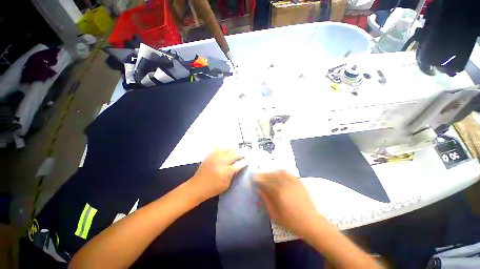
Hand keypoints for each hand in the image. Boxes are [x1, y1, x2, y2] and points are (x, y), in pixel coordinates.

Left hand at [190, 148, 244, 200]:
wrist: (197, 186)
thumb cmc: (213, 188)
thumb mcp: (226, 185)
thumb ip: (233, 175)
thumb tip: (238, 168)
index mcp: (227, 171)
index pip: (239, 164)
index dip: (245, 161)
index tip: (249, 159)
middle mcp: (222, 162)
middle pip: (234, 154)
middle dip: (241, 153)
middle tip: (244, 154)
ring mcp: (215, 157)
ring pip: (227, 148)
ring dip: (233, 149)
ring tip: (236, 150)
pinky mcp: (210, 155)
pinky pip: (218, 147)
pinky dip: (223, 147)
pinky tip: (226, 148)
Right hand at [254, 170, 319, 237]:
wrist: (311, 222)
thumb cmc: (291, 221)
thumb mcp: (274, 215)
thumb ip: (265, 200)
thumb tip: (258, 190)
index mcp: (278, 193)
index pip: (264, 182)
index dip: (257, 179)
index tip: (252, 178)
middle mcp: (284, 183)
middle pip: (270, 175)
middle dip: (262, 175)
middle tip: (257, 176)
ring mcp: (292, 181)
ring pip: (278, 172)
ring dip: (270, 172)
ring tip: (266, 175)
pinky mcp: (298, 181)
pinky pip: (287, 173)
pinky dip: (280, 171)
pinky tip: (277, 173)